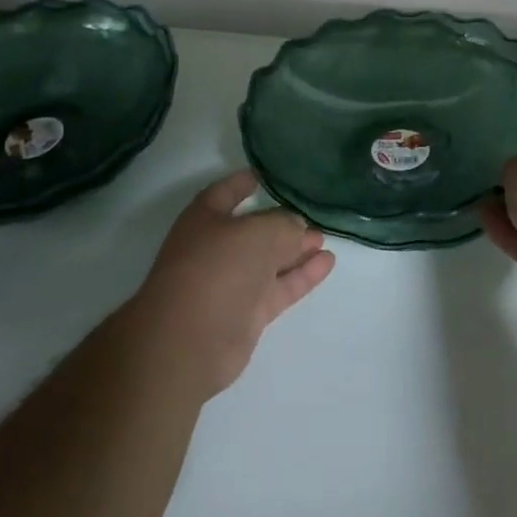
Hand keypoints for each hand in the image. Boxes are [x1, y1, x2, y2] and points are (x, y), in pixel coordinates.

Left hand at [130, 170, 335, 399]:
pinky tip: (327, 262)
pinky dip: (302, 275)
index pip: (225, 193)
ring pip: (269, 260)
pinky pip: (279, 287)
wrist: (190, 340)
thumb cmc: (217, 268)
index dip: (243, 183)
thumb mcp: (258, 232)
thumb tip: (297, 228)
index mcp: (204, 219)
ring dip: (296, 249)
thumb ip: (283, 225)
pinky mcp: (247, 313)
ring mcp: (231, 283)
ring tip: (324, 238)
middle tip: (313, 215)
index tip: (265, 176)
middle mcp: (216, 248)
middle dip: (281, 222)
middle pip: (253, 229)